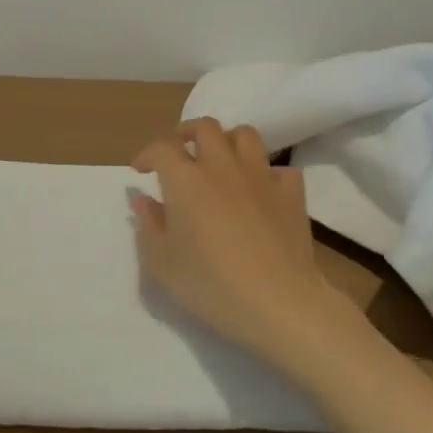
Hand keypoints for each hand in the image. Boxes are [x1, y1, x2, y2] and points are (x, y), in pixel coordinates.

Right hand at [131, 118, 371, 384]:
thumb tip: (143, 200)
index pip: (161, 147)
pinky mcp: (292, 197)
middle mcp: (221, 167)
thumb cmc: (210, 285)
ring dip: (229, 142)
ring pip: (246, 136)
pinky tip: (260, 191)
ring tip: (220, 161)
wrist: (279, 305)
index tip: (140, 171)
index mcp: (185, 180)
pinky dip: (268, 174)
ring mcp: (261, 178)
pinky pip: (281, 169)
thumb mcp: (161, 264)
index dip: (147, 154)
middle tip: (180, 153)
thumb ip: (148, 226)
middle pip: (206, 127)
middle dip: (188, 133)